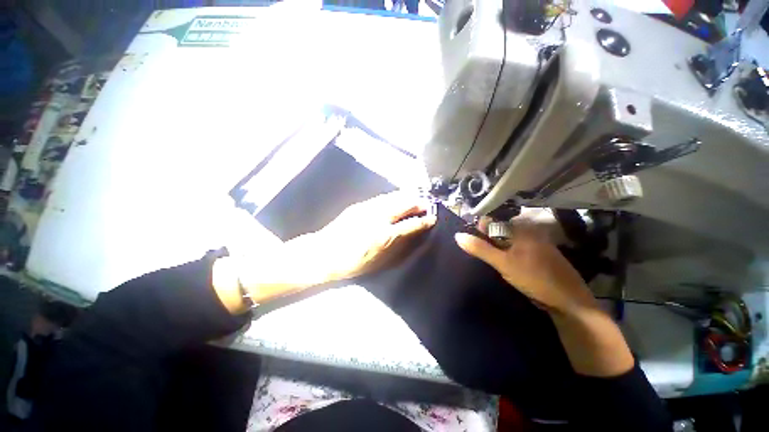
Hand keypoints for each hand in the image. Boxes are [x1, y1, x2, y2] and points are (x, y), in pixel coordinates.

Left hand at [290, 191, 435, 281]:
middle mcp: (378, 218)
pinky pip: (381, 198)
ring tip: (415, 197)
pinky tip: (395, 198)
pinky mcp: (359, 206)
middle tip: (427, 203)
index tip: (432, 218)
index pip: (410, 225)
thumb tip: (410, 236)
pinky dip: (392, 197)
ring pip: (392, 198)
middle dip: (417, 203)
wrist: (323, 254)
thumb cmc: (352, 264)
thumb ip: (396, 247)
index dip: (423, 221)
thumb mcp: (378, 261)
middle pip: (403, 205)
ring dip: (406, 197)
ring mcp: (367, 209)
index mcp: (384, 236)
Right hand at [454, 222, 596, 315]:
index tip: (470, 241)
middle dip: (486, 239)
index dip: (479, 229)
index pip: (492, 220)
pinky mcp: (536, 255)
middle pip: (499, 230)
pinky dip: (504, 253)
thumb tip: (457, 235)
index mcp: (522, 229)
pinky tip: (501, 263)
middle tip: (477, 252)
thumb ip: (480, 249)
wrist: (569, 302)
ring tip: (486, 258)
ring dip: (494, 248)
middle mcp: (528, 232)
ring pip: (506, 240)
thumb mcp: (503, 263)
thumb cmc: (536, 278)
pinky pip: (514, 248)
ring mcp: (533, 244)